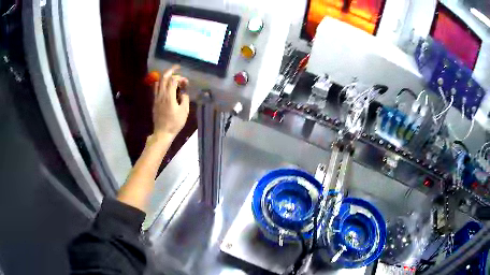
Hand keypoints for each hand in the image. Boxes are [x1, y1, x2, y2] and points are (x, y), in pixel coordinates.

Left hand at [152, 65, 189, 138]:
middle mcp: (161, 95)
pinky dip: (160, 83)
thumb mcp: (184, 111)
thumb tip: (184, 91)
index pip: (173, 80)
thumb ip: (185, 98)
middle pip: (164, 78)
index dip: (180, 78)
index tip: (186, 82)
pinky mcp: (154, 102)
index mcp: (169, 96)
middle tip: (177, 68)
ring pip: (158, 82)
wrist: (162, 132)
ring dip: (165, 77)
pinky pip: (156, 88)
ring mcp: (156, 98)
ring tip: (171, 76)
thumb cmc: (175, 123)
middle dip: (171, 71)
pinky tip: (165, 85)